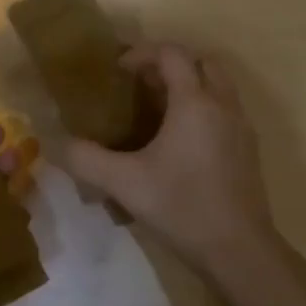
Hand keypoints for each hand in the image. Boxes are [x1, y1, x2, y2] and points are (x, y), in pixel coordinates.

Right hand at [65, 43, 277, 276]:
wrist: (240, 251)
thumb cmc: (182, 207)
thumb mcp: (124, 184)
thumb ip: (86, 159)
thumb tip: (56, 144)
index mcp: (194, 102)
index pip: (172, 53)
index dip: (142, 53)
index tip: (118, 71)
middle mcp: (223, 105)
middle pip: (201, 61)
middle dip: (170, 64)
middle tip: (141, 85)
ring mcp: (241, 126)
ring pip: (218, 85)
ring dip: (190, 85)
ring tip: (158, 111)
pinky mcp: (249, 149)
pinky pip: (226, 109)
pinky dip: (204, 107)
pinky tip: (181, 142)